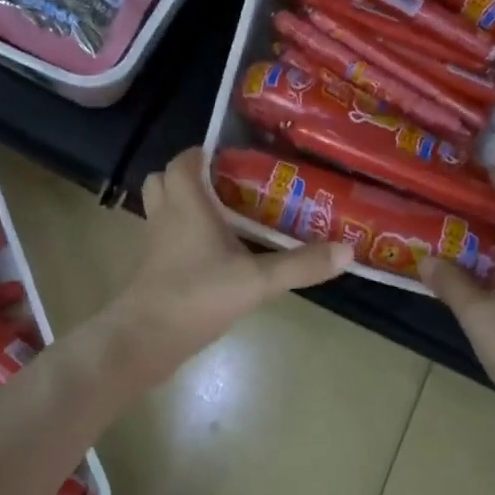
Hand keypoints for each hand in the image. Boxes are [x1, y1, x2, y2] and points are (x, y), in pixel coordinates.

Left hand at [109, 147, 350, 372]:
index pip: (183, 161)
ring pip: (163, 210)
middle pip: (165, 181)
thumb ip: (300, 264)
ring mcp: (154, 244)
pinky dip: (183, 238)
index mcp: (186, 203)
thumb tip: (347, 250)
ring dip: (186, 207)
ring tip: (226, 219)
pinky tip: (214, 256)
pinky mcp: (152, 269)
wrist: (146, 339)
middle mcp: (165, 215)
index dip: (204, 154)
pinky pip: (165, 239)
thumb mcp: (257, 280)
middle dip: (191, 179)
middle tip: (229, 189)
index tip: (236, 160)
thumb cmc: (198, 295)